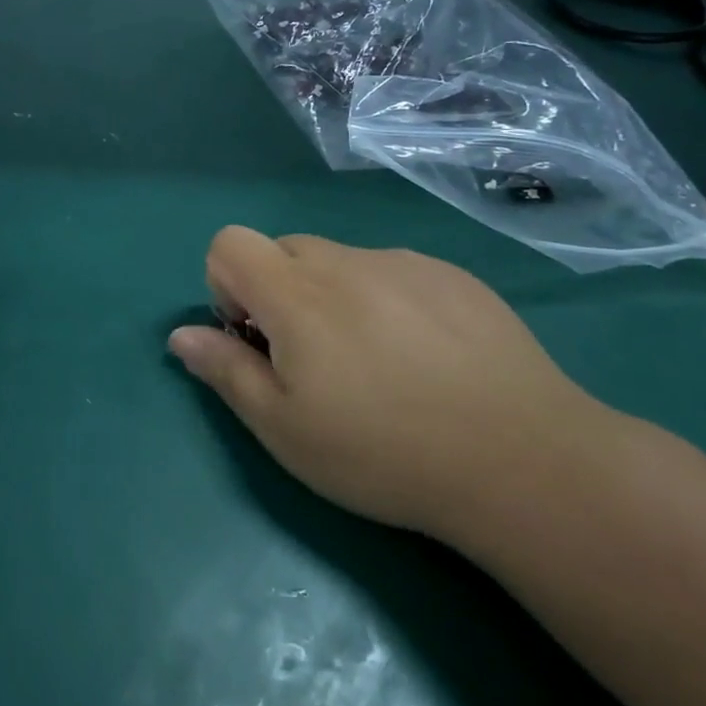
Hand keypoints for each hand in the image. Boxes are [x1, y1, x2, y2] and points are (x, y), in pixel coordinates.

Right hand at [168, 227, 605, 538]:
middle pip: (284, 250)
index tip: (256, 339)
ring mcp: (405, 263)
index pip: (229, 243)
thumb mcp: (284, 429)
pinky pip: (393, 272)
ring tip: (377, 365)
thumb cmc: (383, 452)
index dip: (226, 287)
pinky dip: (386, 301)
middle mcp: (346, 261)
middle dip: (279, 293)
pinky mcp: (454, 276)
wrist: (525, 462)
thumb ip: (225, 371)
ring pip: (340, 262)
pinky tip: (426, 359)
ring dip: (334, 298)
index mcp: (296, 294)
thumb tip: (180, 335)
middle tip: (312, 360)